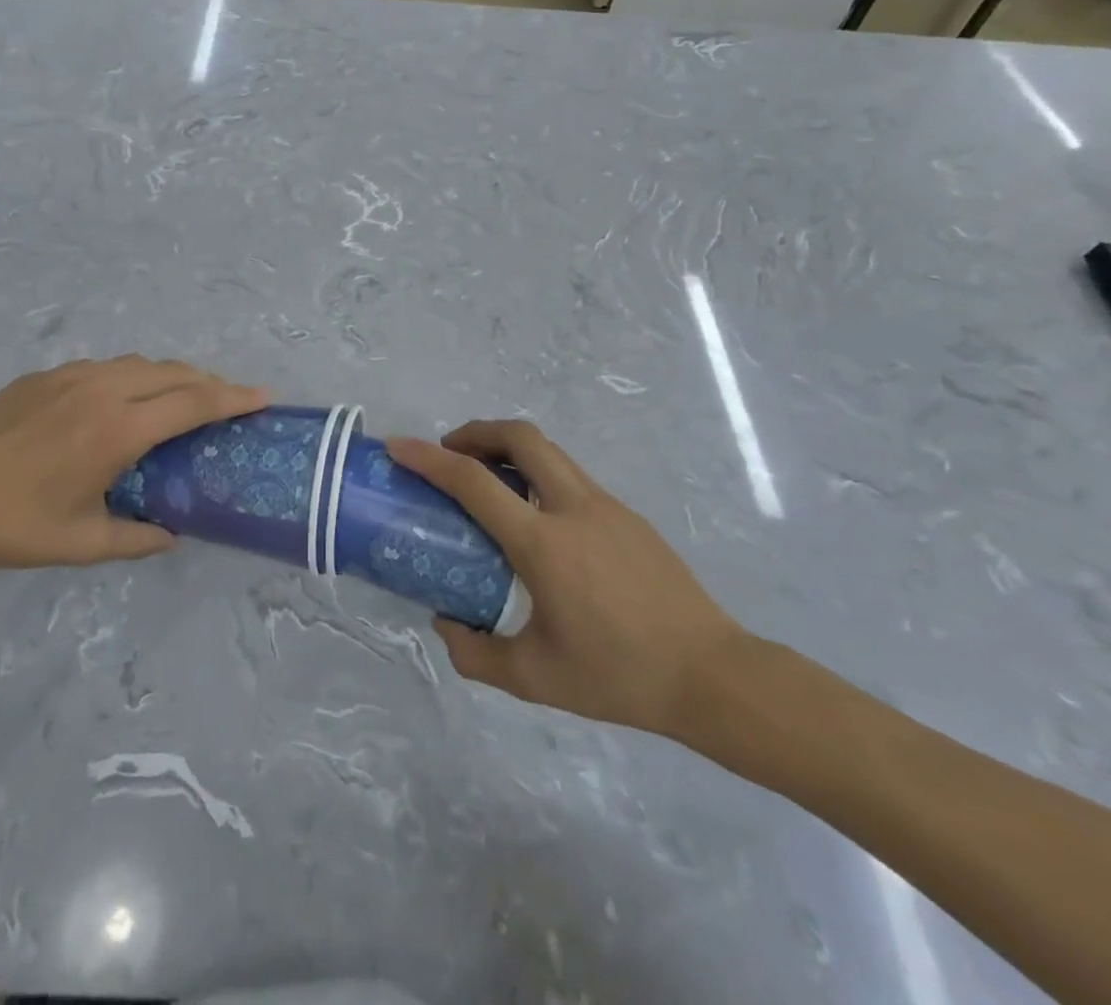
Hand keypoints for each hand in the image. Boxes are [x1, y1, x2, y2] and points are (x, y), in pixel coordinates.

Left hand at [0, 357, 266, 572]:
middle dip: (209, 383)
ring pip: (139, 363)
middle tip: (228, 403)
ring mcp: (69, 376)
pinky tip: (123, 402)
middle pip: (173, 373)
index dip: (233, 397)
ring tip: (182, 400)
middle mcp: (101, 390)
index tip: (263, 396)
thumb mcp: (84, 542)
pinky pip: (105, 366)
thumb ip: (138, 537)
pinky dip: (133, 377)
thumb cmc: (14, 527)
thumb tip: (173, 534)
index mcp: (117, 430)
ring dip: (171, 377)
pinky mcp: (43, 375)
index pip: (193, 403)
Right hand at [388, 421, 745, 738]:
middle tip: (451, 454)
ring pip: (548, 451)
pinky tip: (536, 521)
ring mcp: (606, 506)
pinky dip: (537, 474)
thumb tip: (445, 624)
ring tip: (488, 484)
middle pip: (520, 436)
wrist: (711, 675)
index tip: (399, 446)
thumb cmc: (618, 675)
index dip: (429, 458)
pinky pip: (570, 476)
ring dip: (509, 450)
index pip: (474, 481)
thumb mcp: (534, 677)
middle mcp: (573, 508)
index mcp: (543, 543)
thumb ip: (475, 653)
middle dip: (476, 432)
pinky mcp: (628, 515)